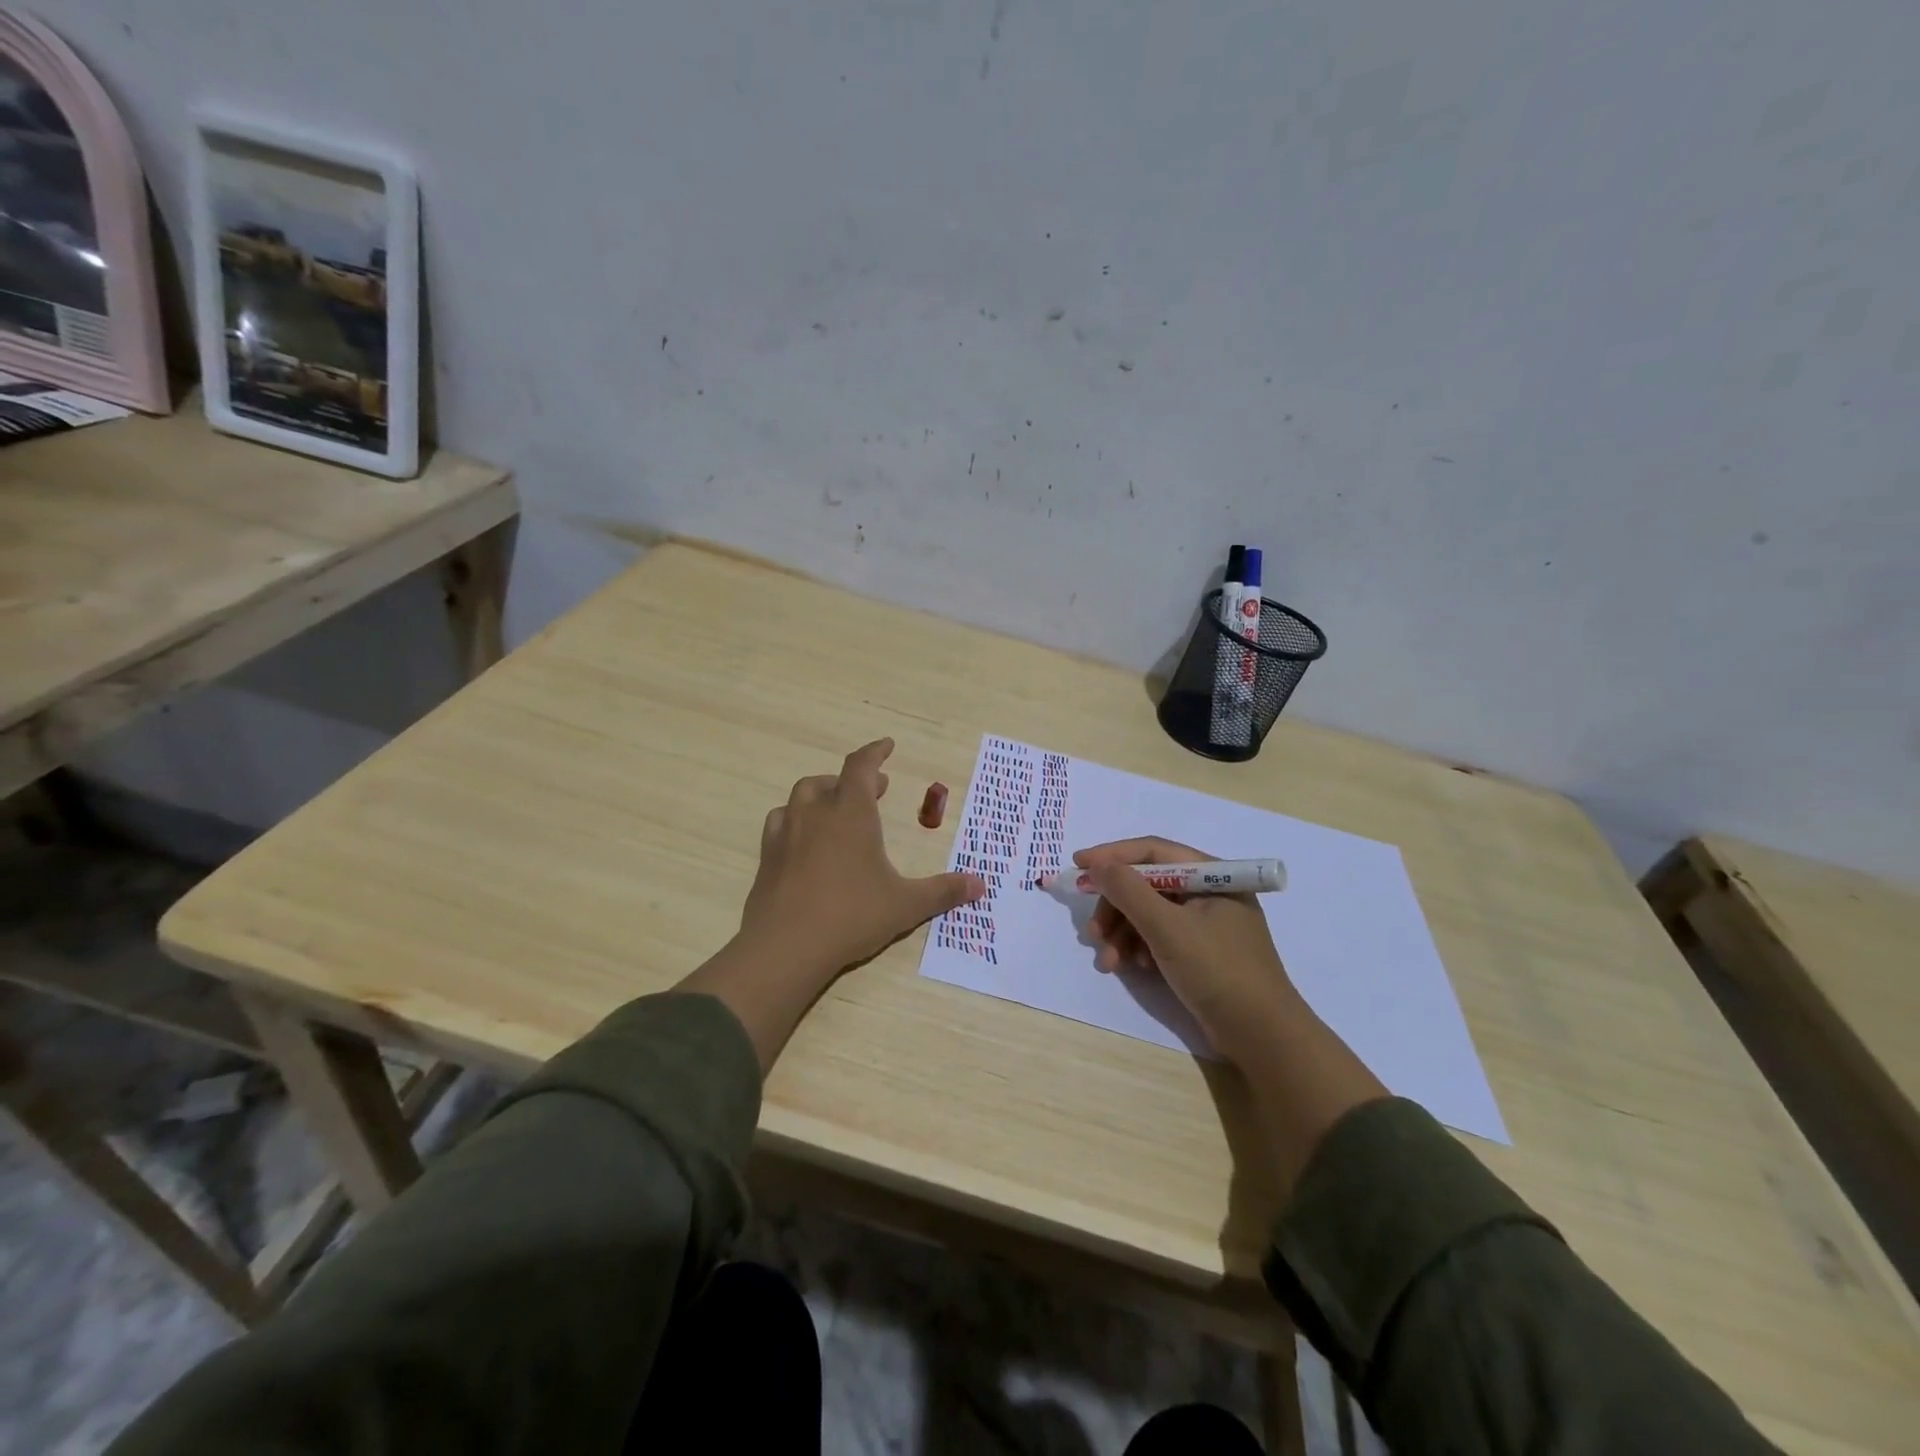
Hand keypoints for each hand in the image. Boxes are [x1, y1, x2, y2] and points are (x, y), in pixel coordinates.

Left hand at [739, 738, 984, 976]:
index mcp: (851, 814)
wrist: (786, 946)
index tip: (887, 745)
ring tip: (836, 811)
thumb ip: (943, 892)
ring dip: (821, 796)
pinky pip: (779, 823)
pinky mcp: (767, 857)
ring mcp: (786, 834)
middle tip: (874, 790)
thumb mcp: (905, 905)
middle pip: (830, 781)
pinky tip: (803, 840)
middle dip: (853, 780)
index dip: (875, 752)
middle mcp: (816, 814)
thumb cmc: (852, 915)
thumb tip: (980, 885)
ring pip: (800, 797)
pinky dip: (795, 820)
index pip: (861, 767)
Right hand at [1076, 836, 1297, 1064]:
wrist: (1262, 1036)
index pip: (1152, 852)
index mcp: (1212, 875)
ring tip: (1109, 962)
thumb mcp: (1167, 928)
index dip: (1112, 856)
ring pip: (1149, 913)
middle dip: (1116, 907)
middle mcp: (1209, 891)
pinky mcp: (1201, 950)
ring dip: (1123, 933)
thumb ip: (1128, 891)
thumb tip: (1097, 865)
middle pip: (1147, 884)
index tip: (1077, 865)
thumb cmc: (1218, 971)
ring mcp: (1206, 922)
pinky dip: (1141, 948)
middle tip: (1094, 933)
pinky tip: (1136, 968)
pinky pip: (1160, 935)